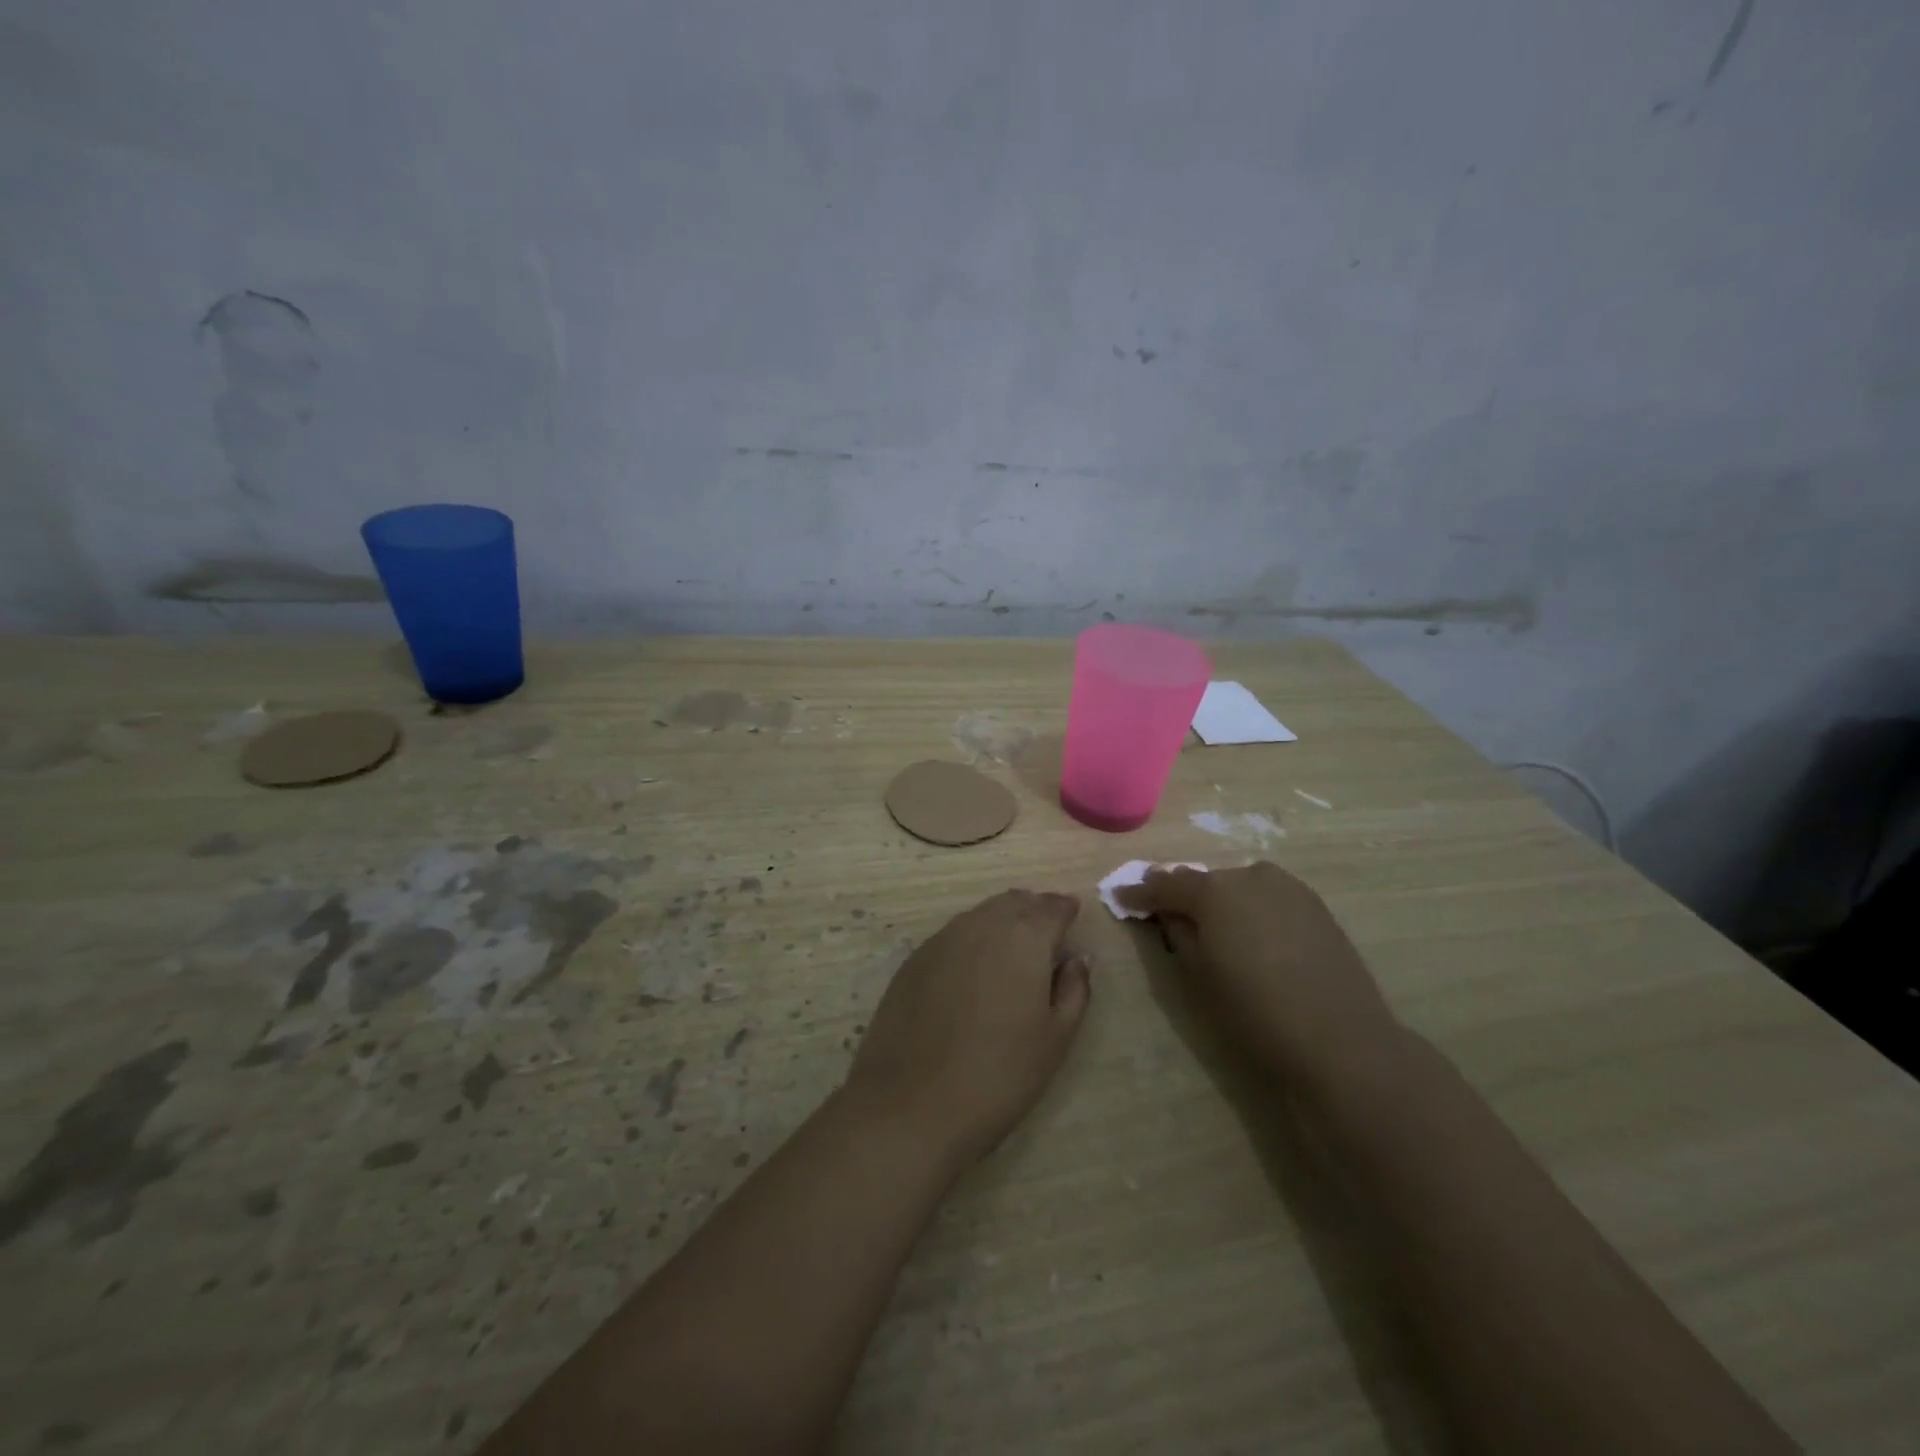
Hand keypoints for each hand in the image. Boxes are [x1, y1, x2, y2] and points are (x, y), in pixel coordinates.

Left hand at [847, 890, 1090, 1163]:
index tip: (1073, 914)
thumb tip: (1077, 958)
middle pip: (1014, 902)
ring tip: (1013, 948)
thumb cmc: (1000, 1075)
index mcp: (1024, 938)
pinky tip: (973, 968)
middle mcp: (982, 925)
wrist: (911, 1104)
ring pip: (981, 915)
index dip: (1065, 909)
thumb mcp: (1055, 1039)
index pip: (1051, 907)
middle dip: (1034, 909)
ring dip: (1002, 921)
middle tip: (1046, 929)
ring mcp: (942, 939)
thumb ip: (1074, 990)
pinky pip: (953, 935)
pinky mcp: (913, 960)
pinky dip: (972, 939)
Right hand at [1118, 861, 1400, 1090]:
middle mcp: (1249, 876)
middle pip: (1204, 882)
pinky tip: (1253, 936)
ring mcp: (1288, 887)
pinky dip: (1252, 910)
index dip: (1139, 893)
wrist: (1340, 1041)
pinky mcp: (1315, 905)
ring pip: (1238, 887)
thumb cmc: (1255, 1012)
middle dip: (1183, 896)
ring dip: (1221, 902)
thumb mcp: (1198, 975)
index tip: (1121, 899)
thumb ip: (1177, 933)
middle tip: (1168, 916)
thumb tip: (1170, 914)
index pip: (1164, 884)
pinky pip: (1268, 898)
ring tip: (1214, 929)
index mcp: (1214, 892)